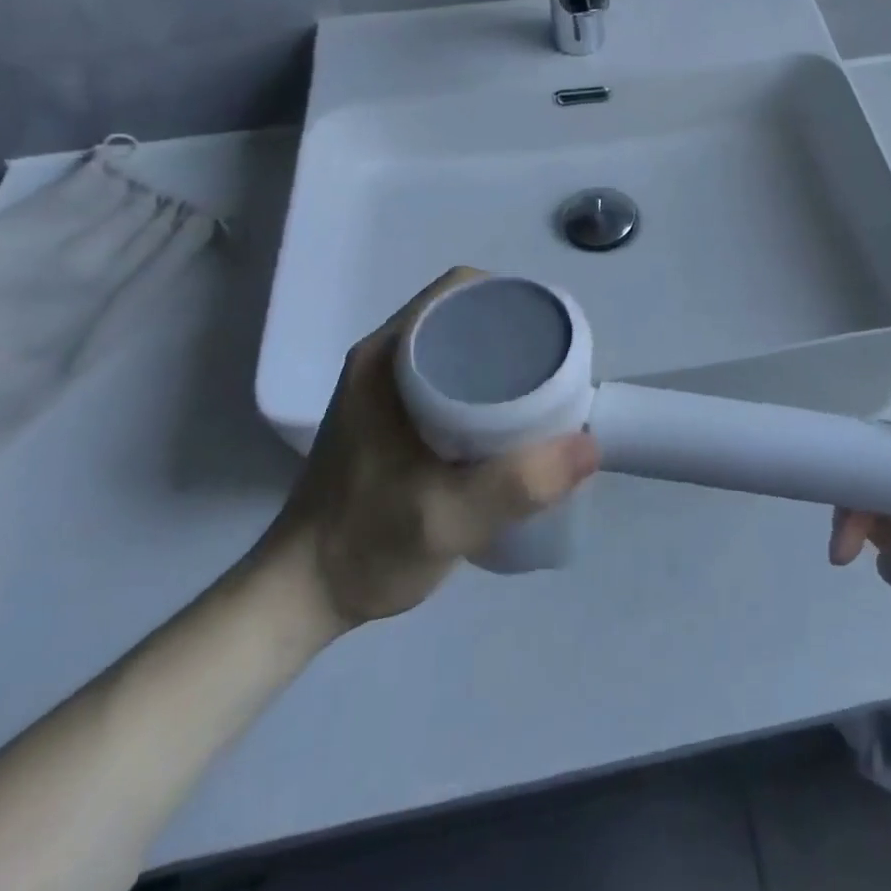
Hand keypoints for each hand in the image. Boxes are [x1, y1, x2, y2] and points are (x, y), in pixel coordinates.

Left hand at [260, 268, 599, 630]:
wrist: (300, 598)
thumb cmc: (365, 546)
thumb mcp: (445, 519)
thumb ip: (516, 485)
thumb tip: (590, 445)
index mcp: (386, 359)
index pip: (458, 293)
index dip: (510, 298)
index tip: (550, 333)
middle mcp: (383, 359)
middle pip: (462, 316)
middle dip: (515, 331)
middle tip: (556, 367)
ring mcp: (383, 388)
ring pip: (456, 347)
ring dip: (500, 360)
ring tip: (543, 391)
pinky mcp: (389, 416)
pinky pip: (446, 377)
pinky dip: (483, 386)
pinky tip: (507, 421)